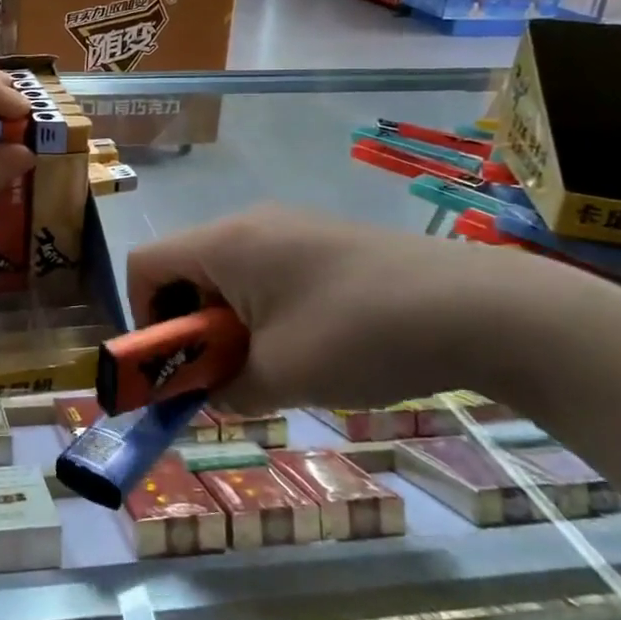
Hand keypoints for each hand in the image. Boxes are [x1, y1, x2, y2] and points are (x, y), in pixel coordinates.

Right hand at [126, 205, 585, 412]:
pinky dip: (264, 312)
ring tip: (274, 368)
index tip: (176, 367)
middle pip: (186, 269)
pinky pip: (267, 272)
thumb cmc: (360, 336)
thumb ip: (224, 389)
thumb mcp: (280, 376)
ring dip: (230, 324)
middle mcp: (249, 224)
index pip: (144, 265)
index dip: (143, 318)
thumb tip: (207, 395)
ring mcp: (291, 227)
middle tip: (224, 376)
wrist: (478, 307)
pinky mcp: (325, 241)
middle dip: (191, 328)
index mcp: (225, 243)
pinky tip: (312, 347)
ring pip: (229, 275)